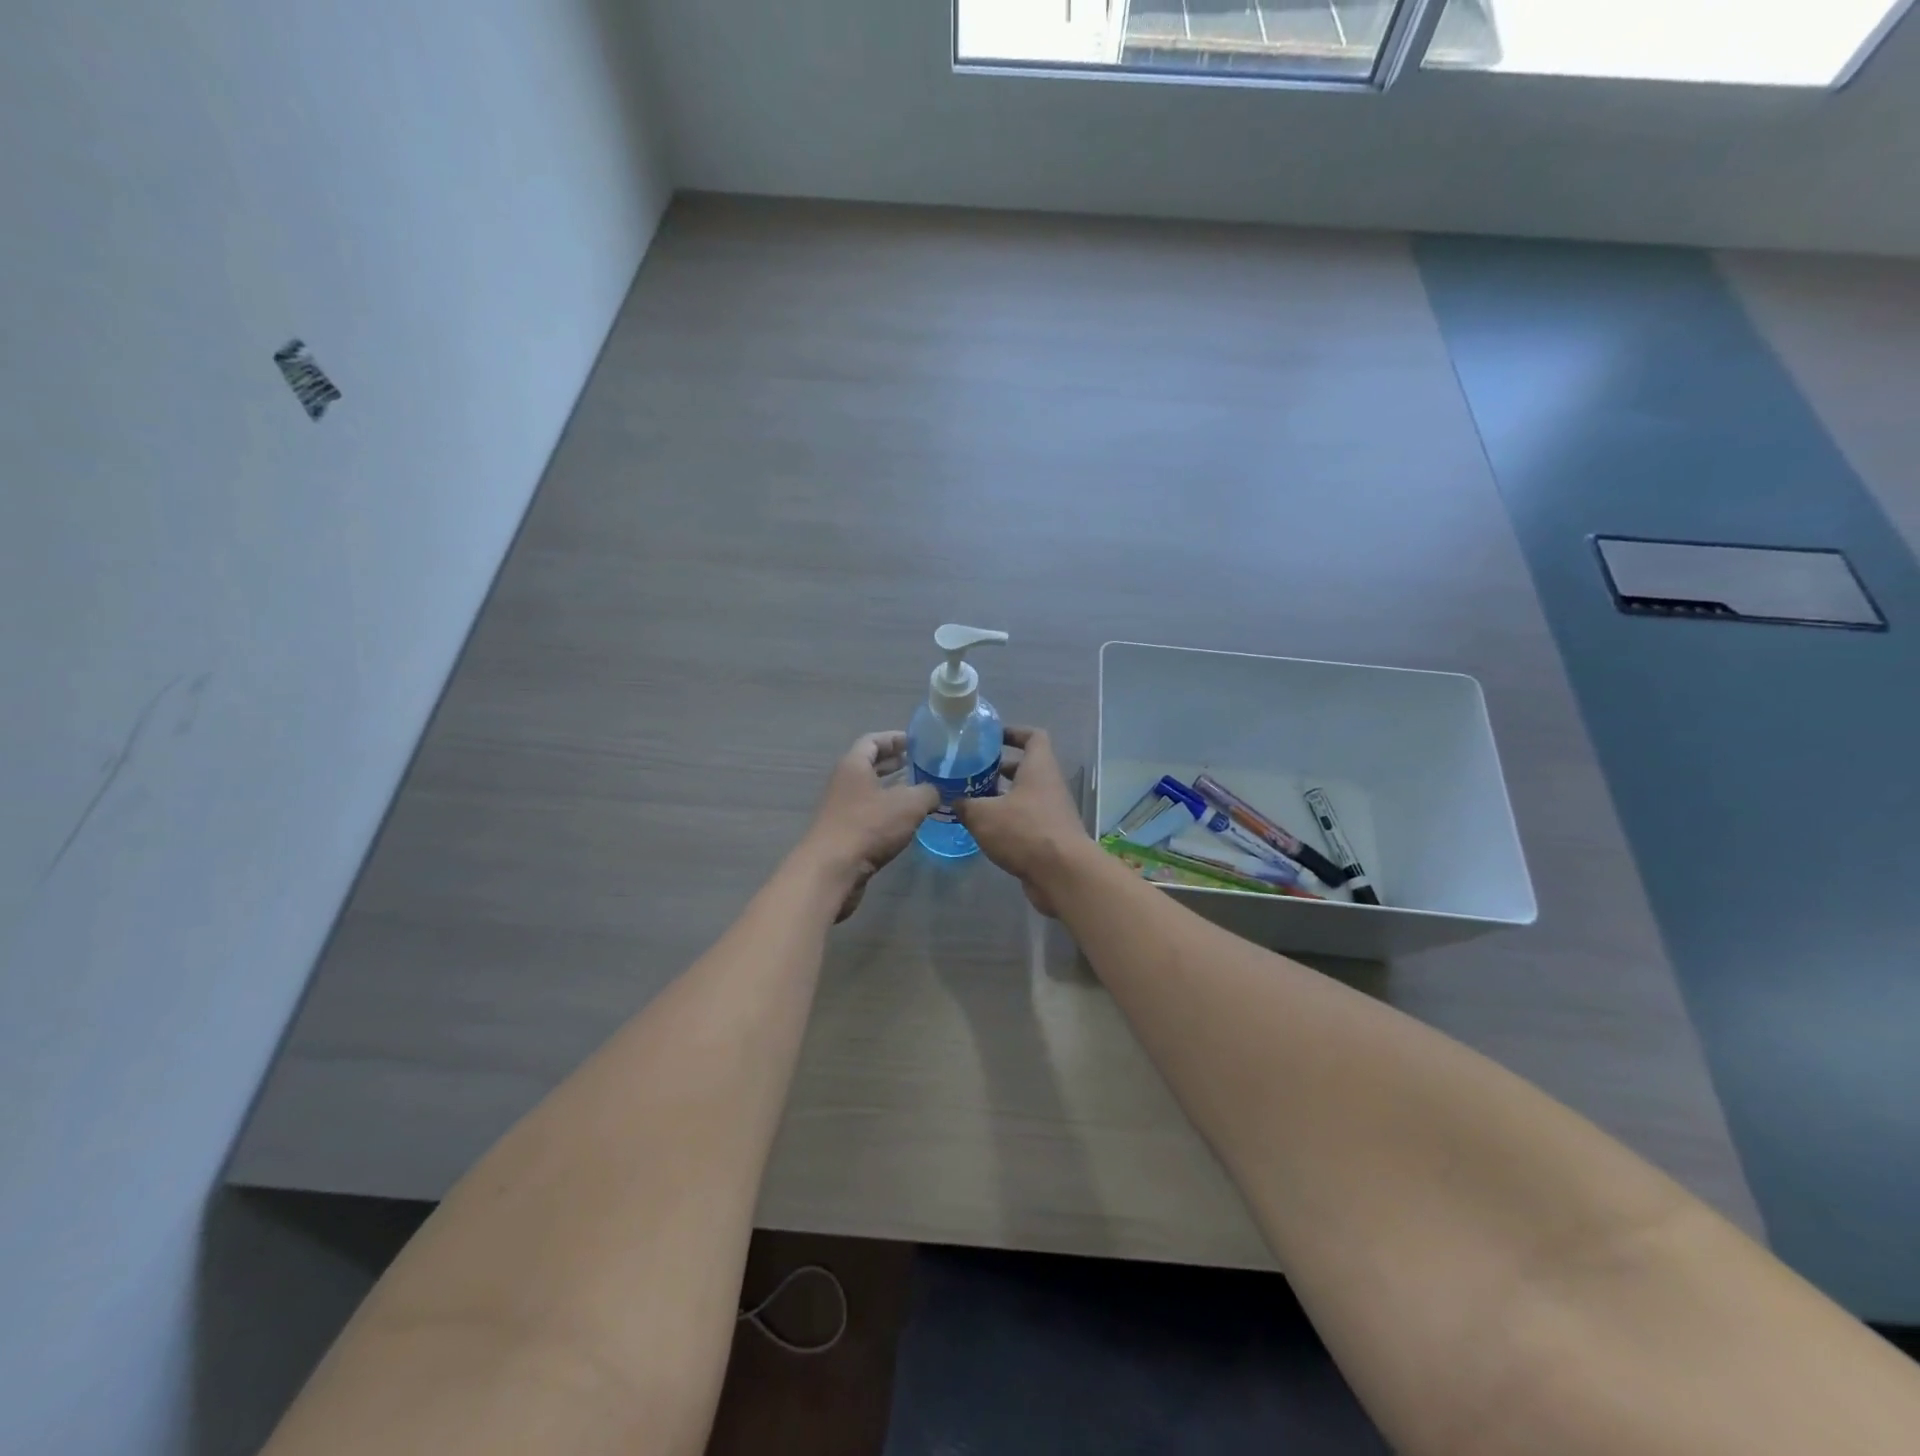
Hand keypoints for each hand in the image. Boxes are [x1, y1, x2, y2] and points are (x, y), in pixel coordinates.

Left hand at [800, 732, 939, 921]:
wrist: (833, 869)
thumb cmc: (869, 826)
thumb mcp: (909, 804)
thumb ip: (928, 792)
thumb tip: (938, 791)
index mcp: (853, 765)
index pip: (873, 740)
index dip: (895, 738)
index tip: (917, 741)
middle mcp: (844, 782)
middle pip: (870, 765)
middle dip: (896, 763)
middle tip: (923, 765)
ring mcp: (842, 808)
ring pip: (871, 791)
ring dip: (894, 789)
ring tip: (921, 791)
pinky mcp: (845, 832)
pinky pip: (870, 813)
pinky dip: (888, 811)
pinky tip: (908, 820)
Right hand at [955, 727, 1088, 916]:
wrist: (1062, 874)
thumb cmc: (1024, 831)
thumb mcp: (983, 814)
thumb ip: (965, 804)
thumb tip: (952, 800)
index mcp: (1039, 767)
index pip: (1033, 736)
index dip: (1014, 732)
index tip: (991, 737)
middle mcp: (1048, 785)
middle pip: (1025, 768)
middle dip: (998, 769)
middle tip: (971, 771)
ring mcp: (1051, 812)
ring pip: (1023, 795)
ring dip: (1000, 796)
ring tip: (971, 800)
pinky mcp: (1049, 836)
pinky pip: (1025, 819)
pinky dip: (1006, 820)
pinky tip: (983, 829)